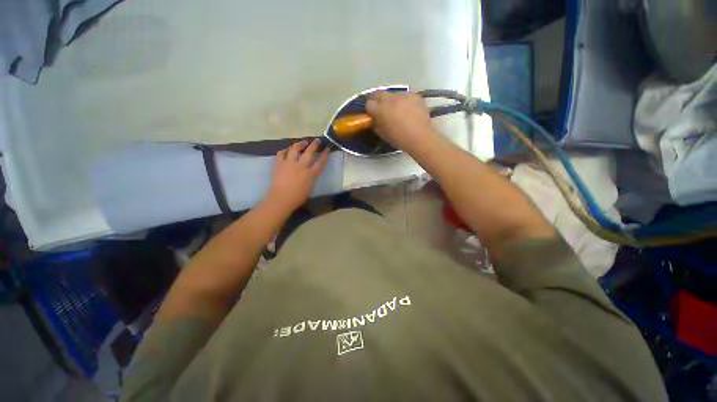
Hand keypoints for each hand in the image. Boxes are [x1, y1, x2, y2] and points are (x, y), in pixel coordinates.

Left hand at [264, 139, 329, 213]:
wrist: (282, 199)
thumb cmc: (298, 197)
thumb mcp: (310, 188)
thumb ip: (312, 177)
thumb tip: (311, 172)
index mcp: (310, 173)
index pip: (320, 161)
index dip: (325, 154)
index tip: (327, 148)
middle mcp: (301, 166)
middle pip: (309, 152)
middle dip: (314, 144)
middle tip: (317, 140)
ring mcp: (289, 163)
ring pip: (295, 148)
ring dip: (300, 143)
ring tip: (303, 142)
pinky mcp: (279, 164)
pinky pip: (281, 153)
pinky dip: (285, 150)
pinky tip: (287, 150)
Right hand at [366, 91, 439, 150]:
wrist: (420, 138)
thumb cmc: (399, 139)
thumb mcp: (383, 134)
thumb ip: (376, 124)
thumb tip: (374, 119)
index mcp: (380, 109)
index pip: (369, 103)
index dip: (370, 109)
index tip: (373, 114)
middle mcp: (390, 98)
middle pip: (379, 93)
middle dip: (378, 100)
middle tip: (382, 109)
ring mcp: (403, 95)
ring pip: (393, 94)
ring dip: (392, 100)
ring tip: (397, 109)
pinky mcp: (414, 95)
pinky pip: (405, 95)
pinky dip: (404, 101)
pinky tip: (408, 109)